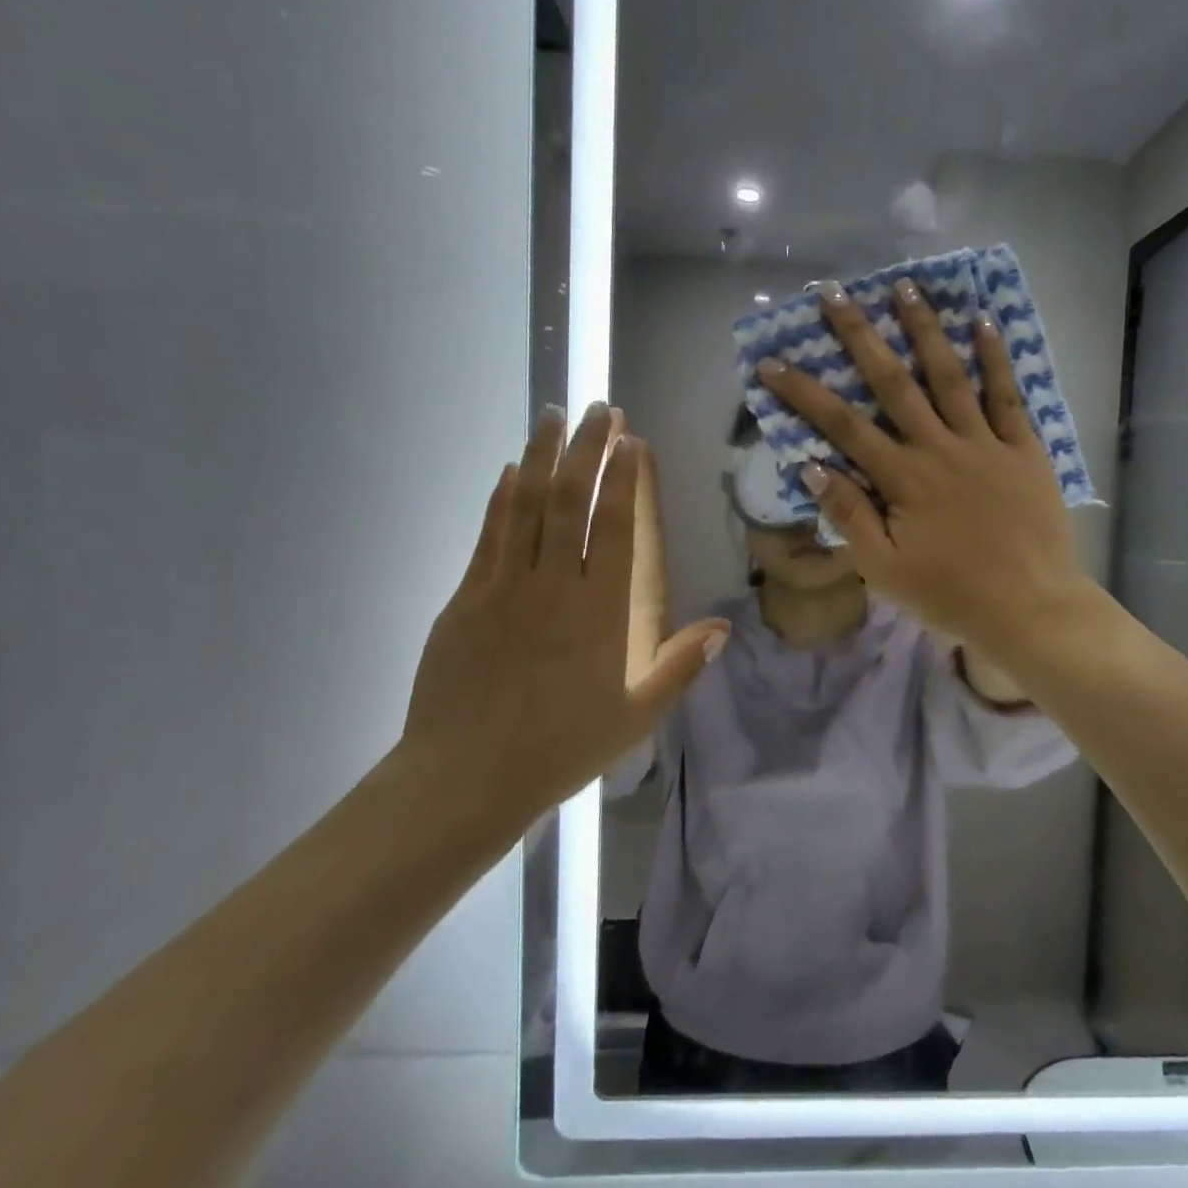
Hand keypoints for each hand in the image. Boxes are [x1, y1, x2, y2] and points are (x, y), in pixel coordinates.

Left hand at [398, 403, 728, 829]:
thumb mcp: (635, 716)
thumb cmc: (560, 749)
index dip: (621, 477)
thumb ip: (679, 667)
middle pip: (570, 500)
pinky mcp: (466, 598)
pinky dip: (502, 497)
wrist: (464, 778)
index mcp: (599, 612)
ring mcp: (503, 587)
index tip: (629, 439)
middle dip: (585, 448)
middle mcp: (553, 586)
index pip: (612, 526)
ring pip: (526, 505)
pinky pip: (489, 534)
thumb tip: (722, 627)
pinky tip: (511, 471)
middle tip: (598, 408)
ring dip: (542, 456)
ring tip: (553, 416)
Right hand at [758, 278, 1090, 654]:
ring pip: (949, 375)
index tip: (772, 362)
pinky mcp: (1024, 448)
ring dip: (924, 328)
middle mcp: (939, 447)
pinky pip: (1007, 395)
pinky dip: (995, 357)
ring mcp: (985, 442)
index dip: (804, 393)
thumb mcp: (884, 568)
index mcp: (902, 478)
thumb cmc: (951, 594)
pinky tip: (982, 321)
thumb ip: (848, 514)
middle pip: (892, 382)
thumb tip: (810, 464)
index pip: (843, 425)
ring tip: (904, 286)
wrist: (1029, 607)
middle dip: (859, 335)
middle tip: (834, 293)